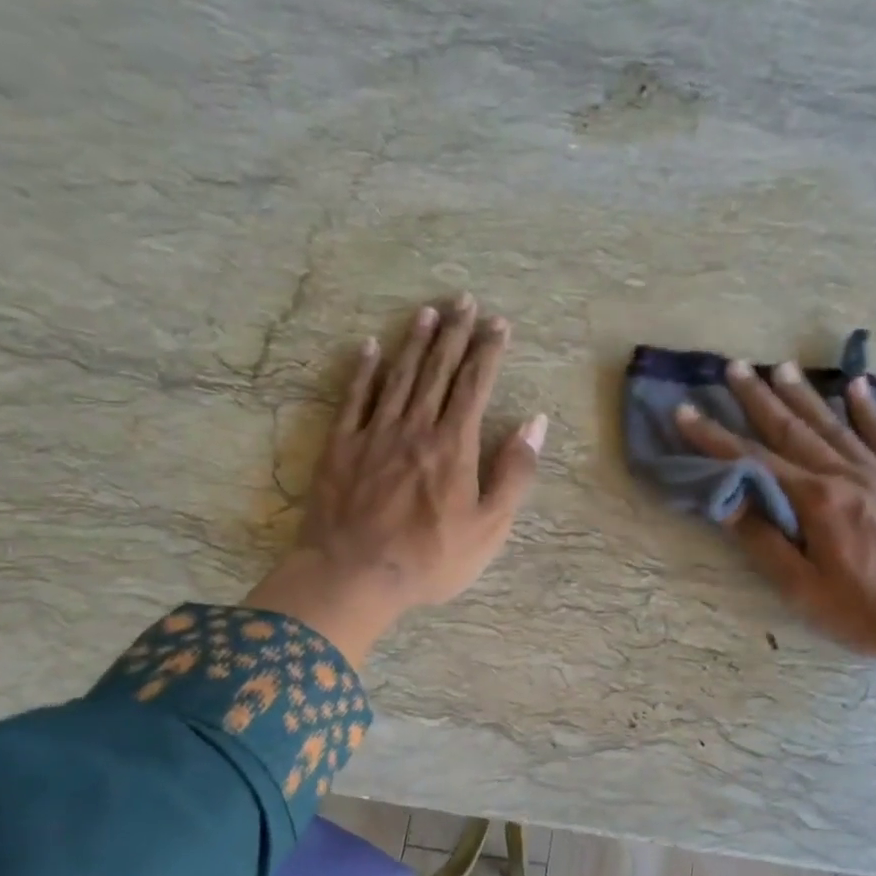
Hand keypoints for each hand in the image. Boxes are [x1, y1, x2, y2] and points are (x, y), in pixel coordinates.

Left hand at [246, 296, 546, 664]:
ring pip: (399, 376)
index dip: (488, 351)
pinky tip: (370, 347)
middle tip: (464, 301)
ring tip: (428, 312)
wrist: (354, 574)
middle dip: (454, 334)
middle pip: (437, 371)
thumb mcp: (490, 527)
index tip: (499, 323)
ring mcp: (374, 434)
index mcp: (454, 446)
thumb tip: (535, 423)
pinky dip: (363, 370)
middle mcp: (415, 428)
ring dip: (414, 342)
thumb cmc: (431, 558)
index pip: (475, 385)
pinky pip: (353, 398)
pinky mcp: (340, 447)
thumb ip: (514, 473)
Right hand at [677, 360, 875, 750]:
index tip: (686, 412)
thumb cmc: (869, 613)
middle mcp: (848, 475)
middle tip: (735, 367)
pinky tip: (857, 386)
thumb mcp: (804, 590)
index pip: (753, 462)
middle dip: (759, 398)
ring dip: (804, 395)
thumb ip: (765, 541)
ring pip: (835, 424)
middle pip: (794, 429)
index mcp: (817, 502)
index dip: (715, 438)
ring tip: (781, 367)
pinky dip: (869, 409)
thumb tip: (726, 500)